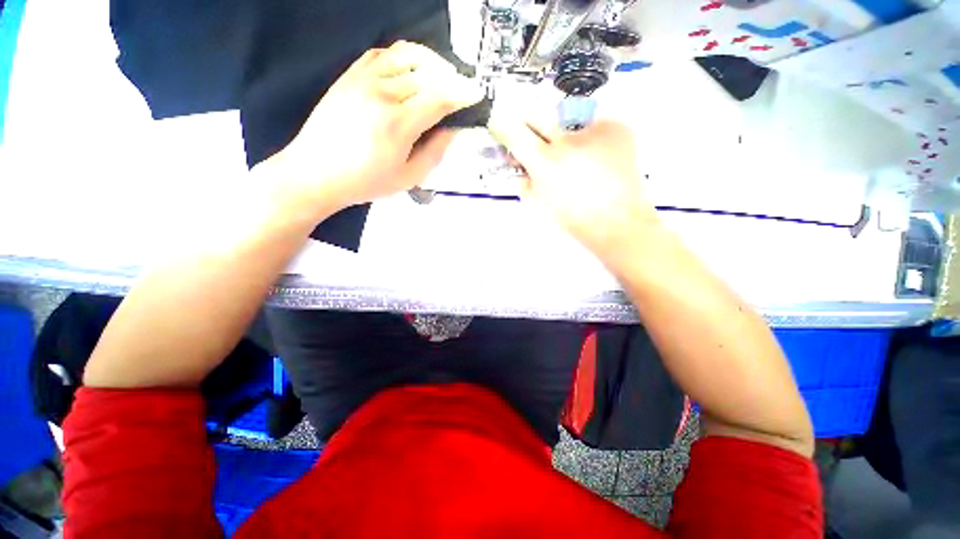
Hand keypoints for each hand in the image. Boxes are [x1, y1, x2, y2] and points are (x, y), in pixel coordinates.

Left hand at [262, 41, 482, 219]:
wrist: (316, 172)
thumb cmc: (365, 182)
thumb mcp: (408, 178)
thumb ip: (434, 153)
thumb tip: (451, 130)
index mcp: (398, 124)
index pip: (439, 98)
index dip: (463, 95)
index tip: (478, 94)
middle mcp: (382, 94)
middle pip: (428, 74)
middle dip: (452, 80)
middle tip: (463, 91)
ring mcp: (363, 80)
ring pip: (407, 57)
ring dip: (432, 63)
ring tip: (442, 77)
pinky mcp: (350, 75)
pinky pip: (383, 54)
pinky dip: (404, 57)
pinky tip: (412, 71)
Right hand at [488, 114, 658, 258]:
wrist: (619, 221)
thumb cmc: (575, 219)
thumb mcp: (540, 203)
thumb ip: (525, 180)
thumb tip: (520, 165)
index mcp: (546, 163)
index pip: (514, 132)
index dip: (503, 126)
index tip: (501, 124)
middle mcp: (567, 140)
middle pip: (538, 115)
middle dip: (530, 125)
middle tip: (536, 138)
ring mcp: (594, 129)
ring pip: (566, 122)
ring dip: (563, 135)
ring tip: (577, 158)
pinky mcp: (616, 126)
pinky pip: (592, 125)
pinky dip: (589, 138)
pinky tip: (597, 158)